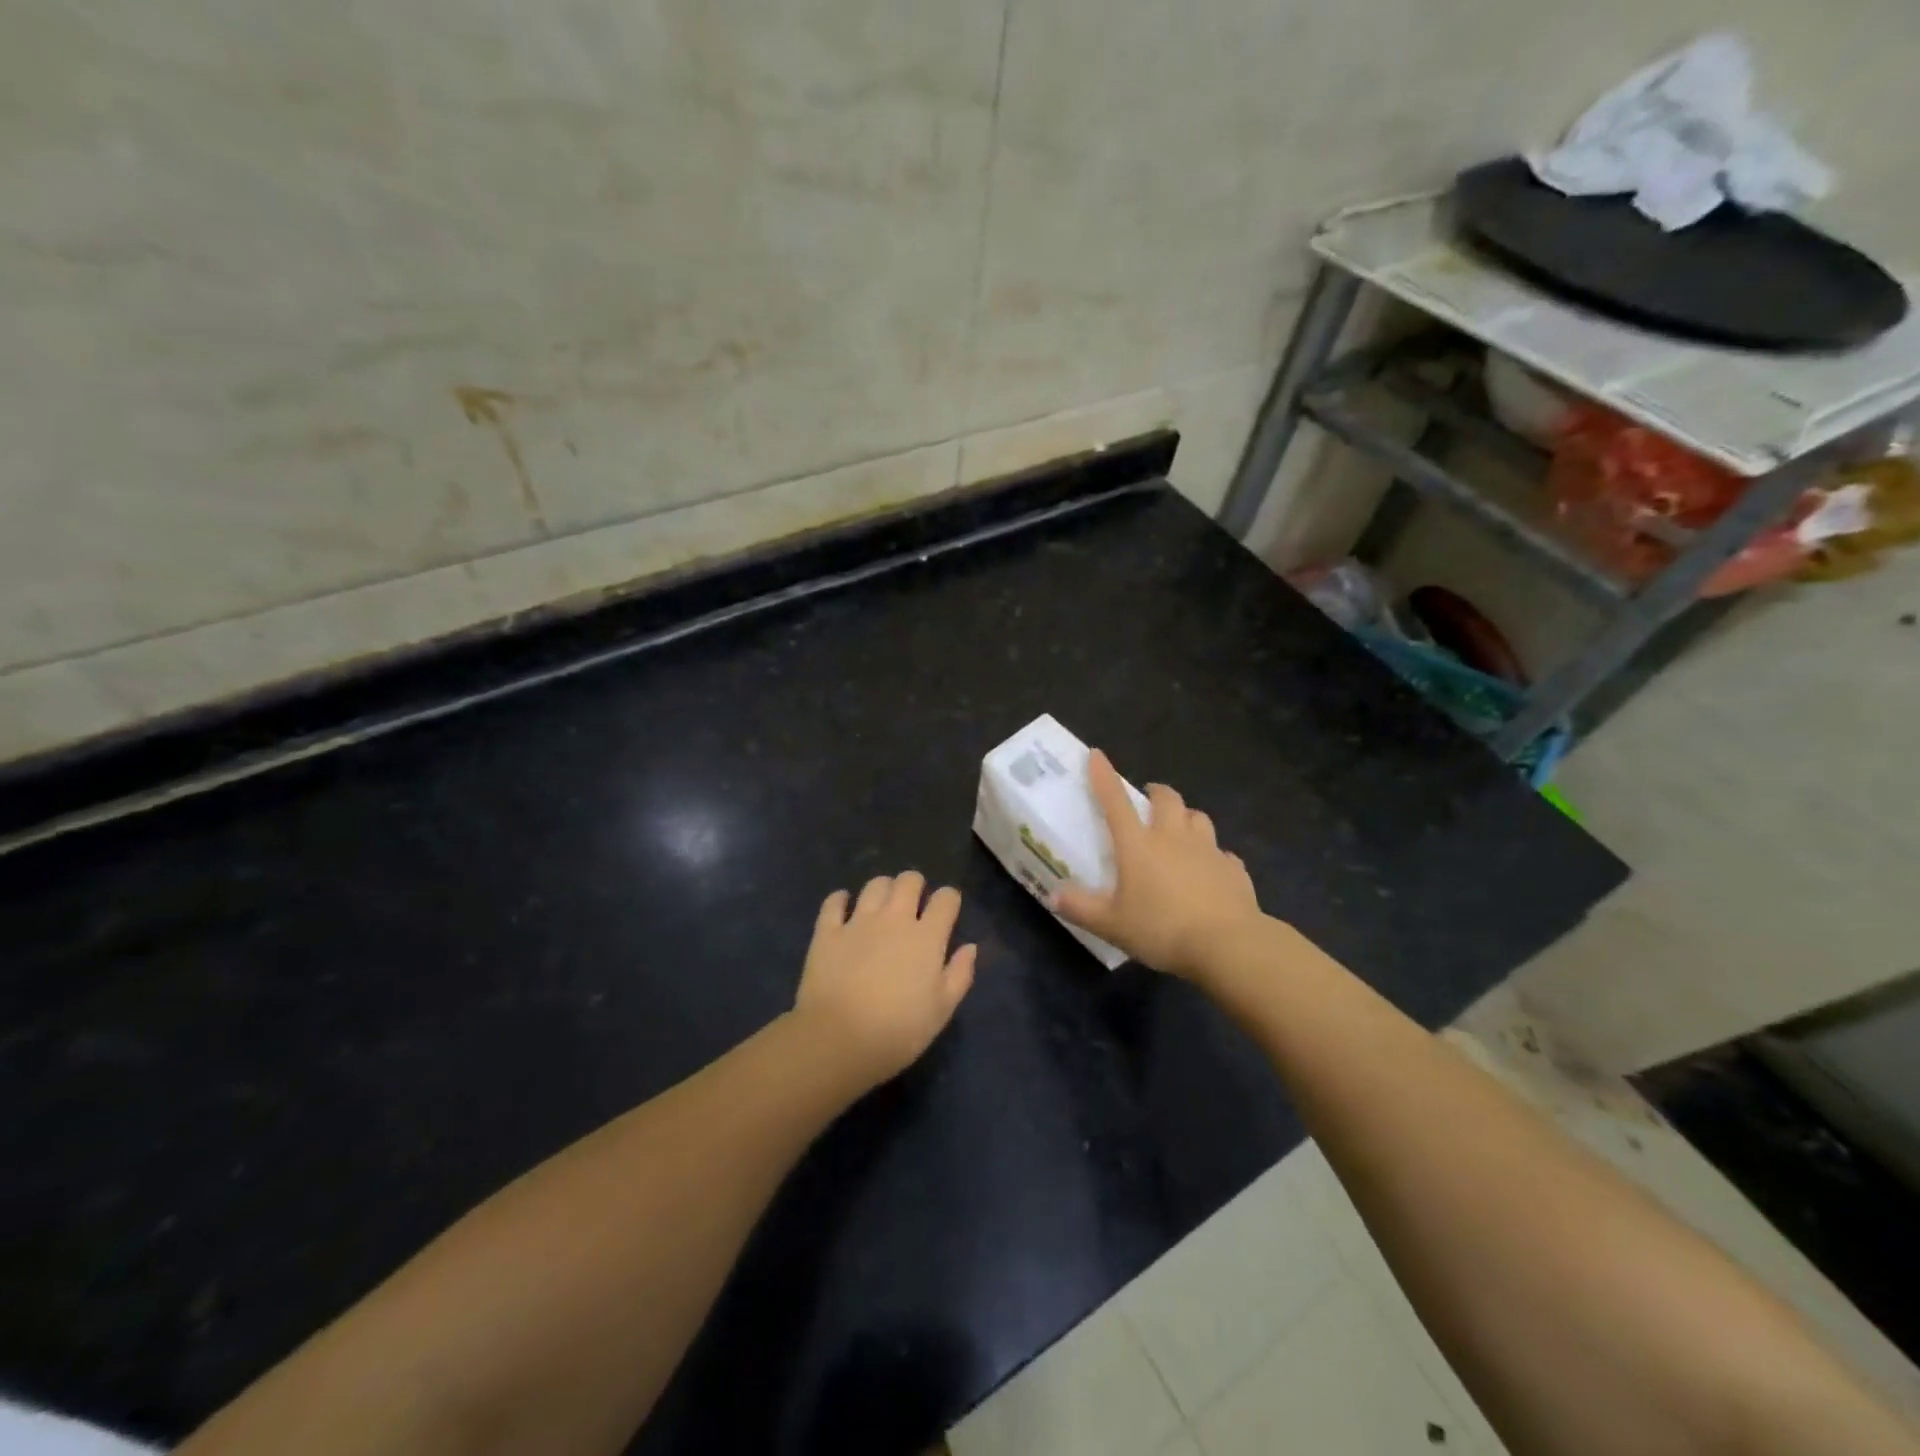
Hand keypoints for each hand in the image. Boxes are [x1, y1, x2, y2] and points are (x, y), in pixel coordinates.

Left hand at [793, 872, 976, 1085]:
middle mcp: (894, 918)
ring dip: (883, 889)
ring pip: (875, 884)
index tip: (947, 911)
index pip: (946, 899)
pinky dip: (840, 900)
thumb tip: (970, 946)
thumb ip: (960, 974)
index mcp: (927, 937)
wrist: (839, 1040)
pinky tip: (843, 907)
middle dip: (915, 885)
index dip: (949, 900)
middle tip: (913, 903)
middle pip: (909, 880)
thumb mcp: (942, 1010)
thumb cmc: (899, 1031)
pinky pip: (834, 902)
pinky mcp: (827, 931)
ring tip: (882, 905)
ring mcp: (858, 922)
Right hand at [1054, 750, 1263, 979]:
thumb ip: (1081, 908)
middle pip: (1168, 799)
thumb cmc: (1162, 929)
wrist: (1228, 945)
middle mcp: (1174, 838)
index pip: (1115, 802)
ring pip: (1198, 818)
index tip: (1097, 755)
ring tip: (1180, 829)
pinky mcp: (1234, 870)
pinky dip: (1213, 856)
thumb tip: (1052, 896)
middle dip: (1156, 793)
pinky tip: (1210, 870)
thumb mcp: (1112, 925)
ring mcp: (1209, 851)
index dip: (1104, 776)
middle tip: (1148, 800)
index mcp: (1139, 845)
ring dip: (1187, 817)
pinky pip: (1223, 854)